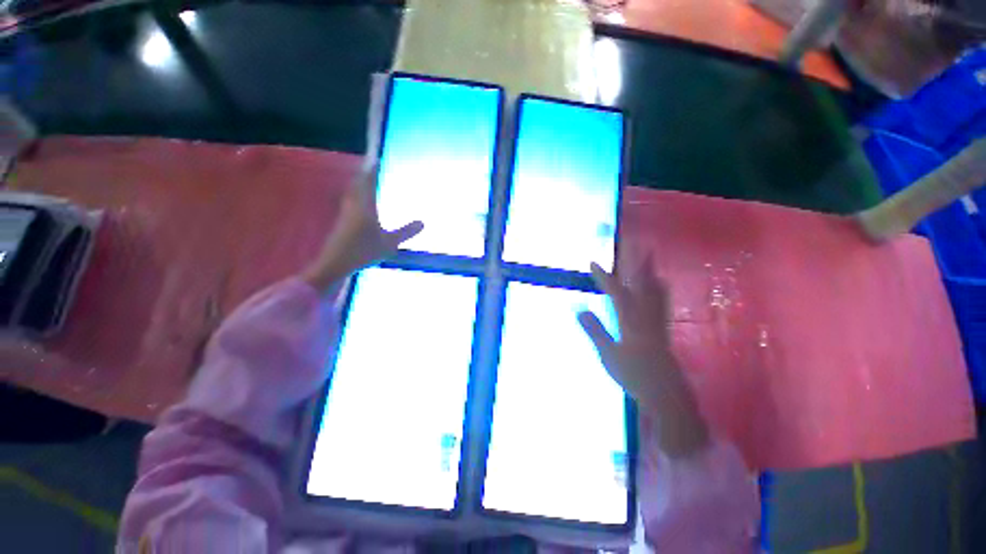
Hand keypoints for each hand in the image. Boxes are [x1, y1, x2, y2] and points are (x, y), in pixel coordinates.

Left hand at [302, 164, 422, 291]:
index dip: (373, 170)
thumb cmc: (362, 252)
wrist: (335, 264)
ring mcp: (345, 213)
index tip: (377, 160)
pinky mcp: (342, 222)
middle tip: (374, 170)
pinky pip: (351, 202)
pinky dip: (357, 197)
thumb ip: (406, 232)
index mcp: (364, 206)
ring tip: (369, 184)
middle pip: (357, 184)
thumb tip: (423, 222)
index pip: (368, 182)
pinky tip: (362, 205)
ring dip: (360, 185)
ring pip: (352, 193)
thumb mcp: (390, 243)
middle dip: (365, 175)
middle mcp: (353, 205)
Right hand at [578, 261, 708, 456]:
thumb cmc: (633, 375)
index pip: (616, 292)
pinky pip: (663, 302)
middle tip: (636, 245)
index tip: (592, 263)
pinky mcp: (663, 329)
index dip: (603, 276)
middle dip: (636, 264)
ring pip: (655, 291)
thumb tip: (580, 309)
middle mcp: (646, 317)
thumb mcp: (607, 354)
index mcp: (630, 321)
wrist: (665, 394)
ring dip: (651, 273)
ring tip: (650, 258)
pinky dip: (660, 289)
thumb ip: (595, 330)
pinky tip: (661, 285)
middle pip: (642, 285)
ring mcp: (657, 322)